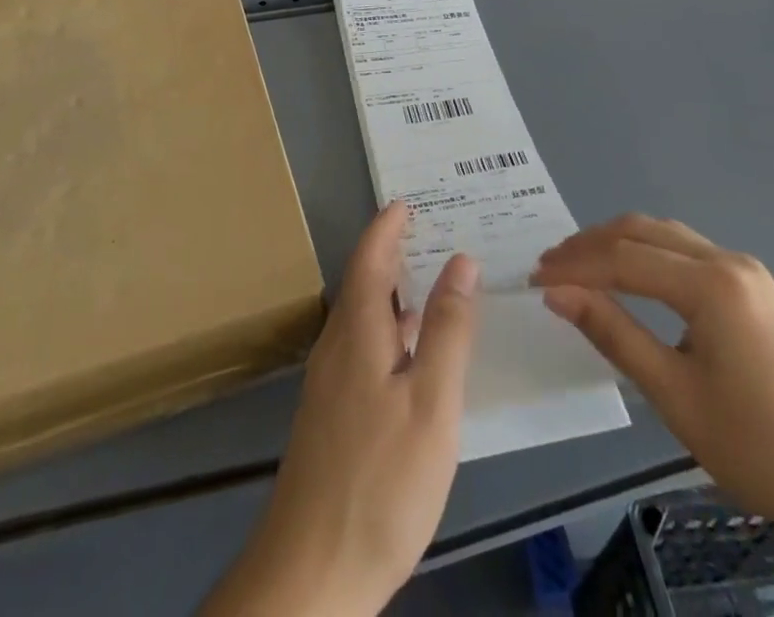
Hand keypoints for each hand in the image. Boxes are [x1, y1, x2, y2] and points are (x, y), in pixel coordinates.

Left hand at [202, 202, 480, 616]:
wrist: (311, 572)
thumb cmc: (381, 480)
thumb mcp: (432, 403)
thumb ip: (448, 331)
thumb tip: (461, 261)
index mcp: (357, 331)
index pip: (370, 258)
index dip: (387, 227)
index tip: (407, 202)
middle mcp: (336, 346)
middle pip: (363, 282)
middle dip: (391, 252)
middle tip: (429, 232)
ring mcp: (329, 383)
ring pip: (362, 317)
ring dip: (390, 290)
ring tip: (427, 280)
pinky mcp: (331, 416)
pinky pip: (361, 346)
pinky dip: (387, 327)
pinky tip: (410, 351)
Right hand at [532, 214, 773, 550]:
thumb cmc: (762, 449)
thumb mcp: (676, 395)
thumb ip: (613, 333)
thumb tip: (558, 293)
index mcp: (711, 285)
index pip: (623, 259)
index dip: (574, 266)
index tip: (534, 279)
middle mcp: (729, 261)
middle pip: (642, 232)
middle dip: (590, 245)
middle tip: (549, 267)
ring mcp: (747, 272)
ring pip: (665, 236)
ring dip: (618, 245)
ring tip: (579, 267)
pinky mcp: (756, 289)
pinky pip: (687, 253)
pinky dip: (647, 256)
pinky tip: (630, 277)